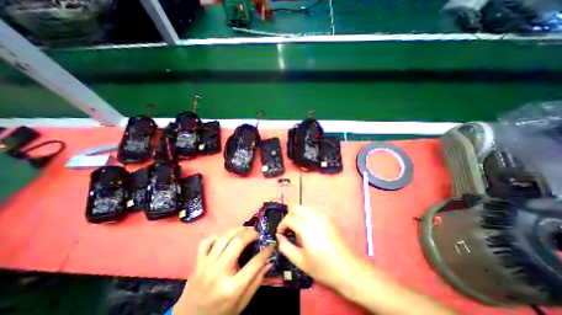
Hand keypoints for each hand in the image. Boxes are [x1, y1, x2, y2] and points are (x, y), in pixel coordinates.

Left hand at [174, 227, 274, 314]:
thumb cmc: (219, 314)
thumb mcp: (241, 304)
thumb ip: (256, 281)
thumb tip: (269, 262)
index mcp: (232, 288)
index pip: (254, 263)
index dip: (266, 252)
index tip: (271, 245)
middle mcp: (218, 272)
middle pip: (238, 242)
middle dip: (251, 234)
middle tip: (257, 234)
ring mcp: (205, 265)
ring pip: (224, 237)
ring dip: (237, 230)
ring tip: (246, 230)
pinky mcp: (197, 262)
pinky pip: (207, 241)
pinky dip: (218, 235)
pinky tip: (226, 237)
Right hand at [275, 204, 362, 289]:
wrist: (348, 269)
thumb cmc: (323, 267)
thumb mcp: (300, 261)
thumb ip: (286, 247)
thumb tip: (279, 237)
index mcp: (307, 227)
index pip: (289, 219)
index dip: (281, 226)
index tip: (280, 234)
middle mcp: (315, 217)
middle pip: (296, 208)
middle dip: (289, 217)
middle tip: (288, 230)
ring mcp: (323, 216)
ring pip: (304, 208)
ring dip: (297, 216)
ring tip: (296, 230)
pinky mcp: (328, 218)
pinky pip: (312, 211)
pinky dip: (305, 216)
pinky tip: (307, 229)